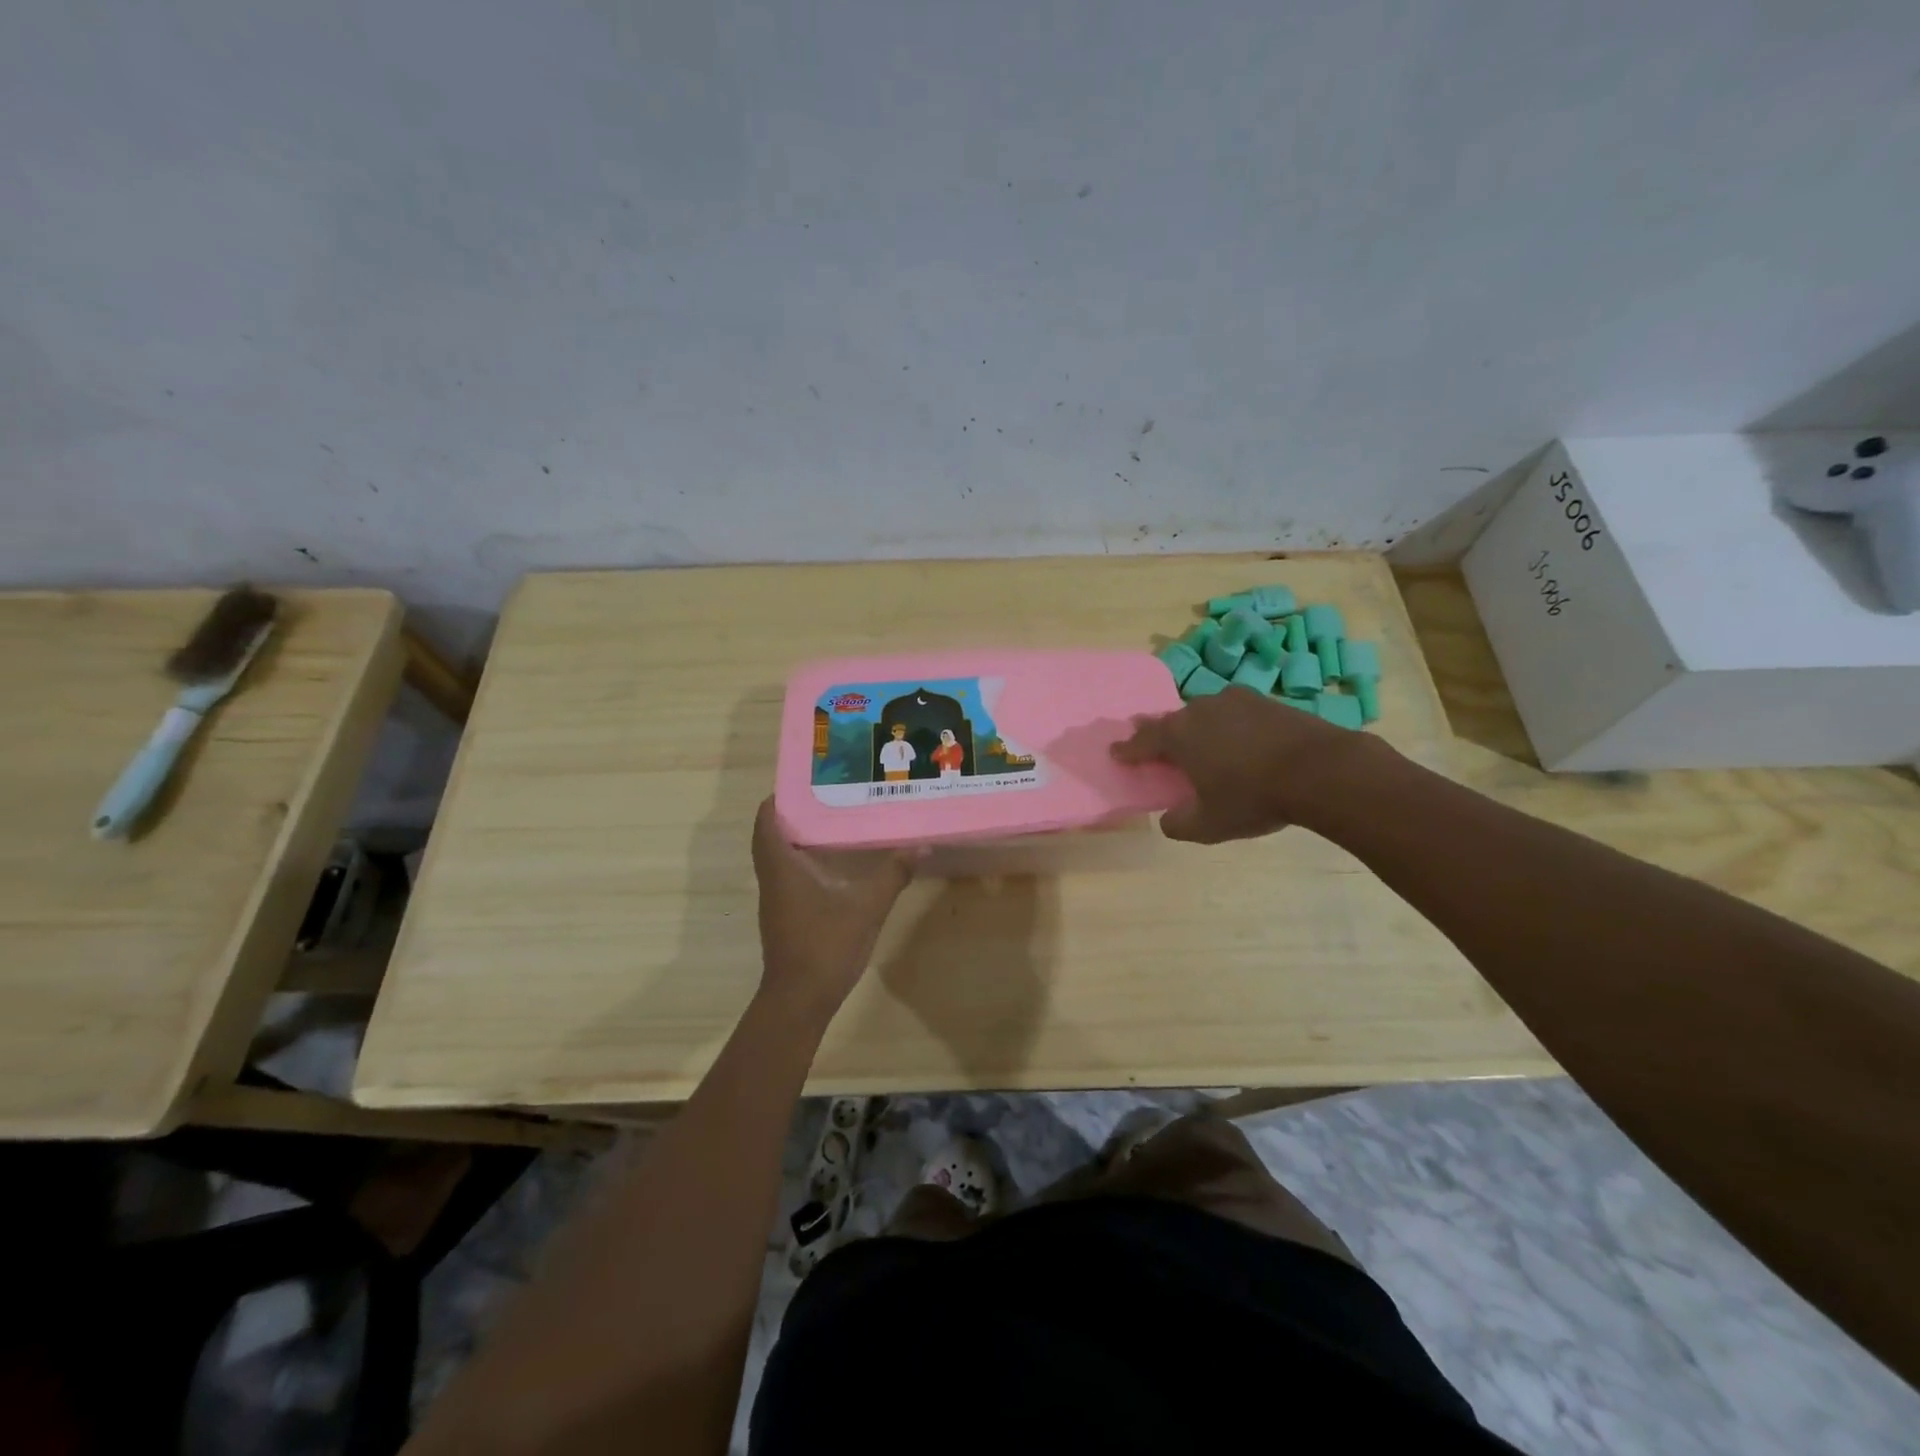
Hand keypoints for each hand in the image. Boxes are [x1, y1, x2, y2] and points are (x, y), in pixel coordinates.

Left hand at [751, 798, 913, 1019]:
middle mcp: (773, 878)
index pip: (767, 821)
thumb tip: (920, 846)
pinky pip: (789, 876)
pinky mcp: (785, 916)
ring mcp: (776, 899)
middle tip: (827, 797)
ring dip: (799, 838)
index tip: (805, 782)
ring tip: (835, 822)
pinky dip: (806, 862)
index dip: (780, 798)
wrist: (800, 1000)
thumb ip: (893, 874)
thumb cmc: (826, 945)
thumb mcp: (867, 907)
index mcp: (782, 866)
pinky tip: (836, 864)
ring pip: (780, 857)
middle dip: (794, 814)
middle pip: (772, 835)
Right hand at [1110, 686, 1380, 842]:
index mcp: (1179, 735)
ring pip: (1206, 714)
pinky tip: (1241, 742)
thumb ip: (1179, 824)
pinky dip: (1231, 728)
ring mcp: (1237, 701)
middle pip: (1173, 722)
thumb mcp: (1208, 825)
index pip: (1142, 741)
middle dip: (1162, 734)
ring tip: (1202, 744)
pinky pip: (1237, 714)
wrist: (1320, 770)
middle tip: (1157, 745)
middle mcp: (1201, 709)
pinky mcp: (1268, 702)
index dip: (1127, 750)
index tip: (1115, 753)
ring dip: (1199, 728)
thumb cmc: (1253, 798)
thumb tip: (1169, 819)